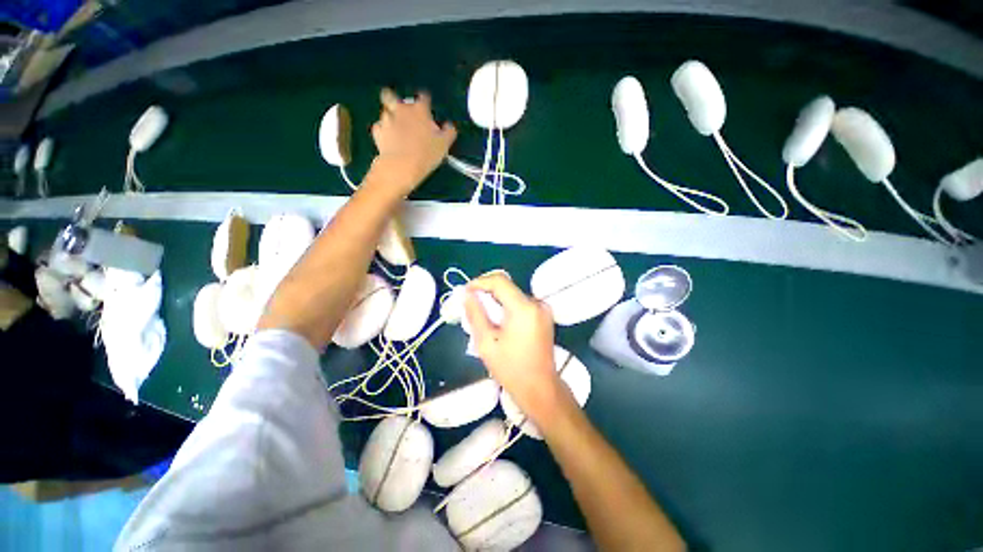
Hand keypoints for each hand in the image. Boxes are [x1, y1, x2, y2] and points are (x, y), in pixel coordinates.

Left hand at [370, 88, 456, 194]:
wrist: (402, 166)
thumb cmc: (426, 154)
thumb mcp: (444, 145)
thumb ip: (449, 132)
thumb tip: (449, 126)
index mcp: (420, 110)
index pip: (423, 97)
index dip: (425, 102)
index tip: (427, 110)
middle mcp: (401, 110)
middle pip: (392, 95)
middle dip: (394, 99)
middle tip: (402, 112)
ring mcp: (387, 120)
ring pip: (385, 112)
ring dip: (390, 118)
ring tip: (396, 131)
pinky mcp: (377, 132)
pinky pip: (379, 128)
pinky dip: (383, 132)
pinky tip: (388, 140)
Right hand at [464, 273, 568, 424]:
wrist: (540, 389)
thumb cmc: (511, 369)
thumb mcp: (486, 342)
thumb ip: (475, 313)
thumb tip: (466, 293)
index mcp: (524, 308)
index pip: (500, 281)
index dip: (480, 282)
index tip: (466, 292)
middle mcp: (537, 303)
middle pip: (507, 287)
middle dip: (486, 293)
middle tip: (471, 306)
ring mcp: (543, 309)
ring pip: (513, 295)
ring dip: (496, 301)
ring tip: (483, 317)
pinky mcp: (544, 316)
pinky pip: (521, 303)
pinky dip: (507, 307)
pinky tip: (498, 323)